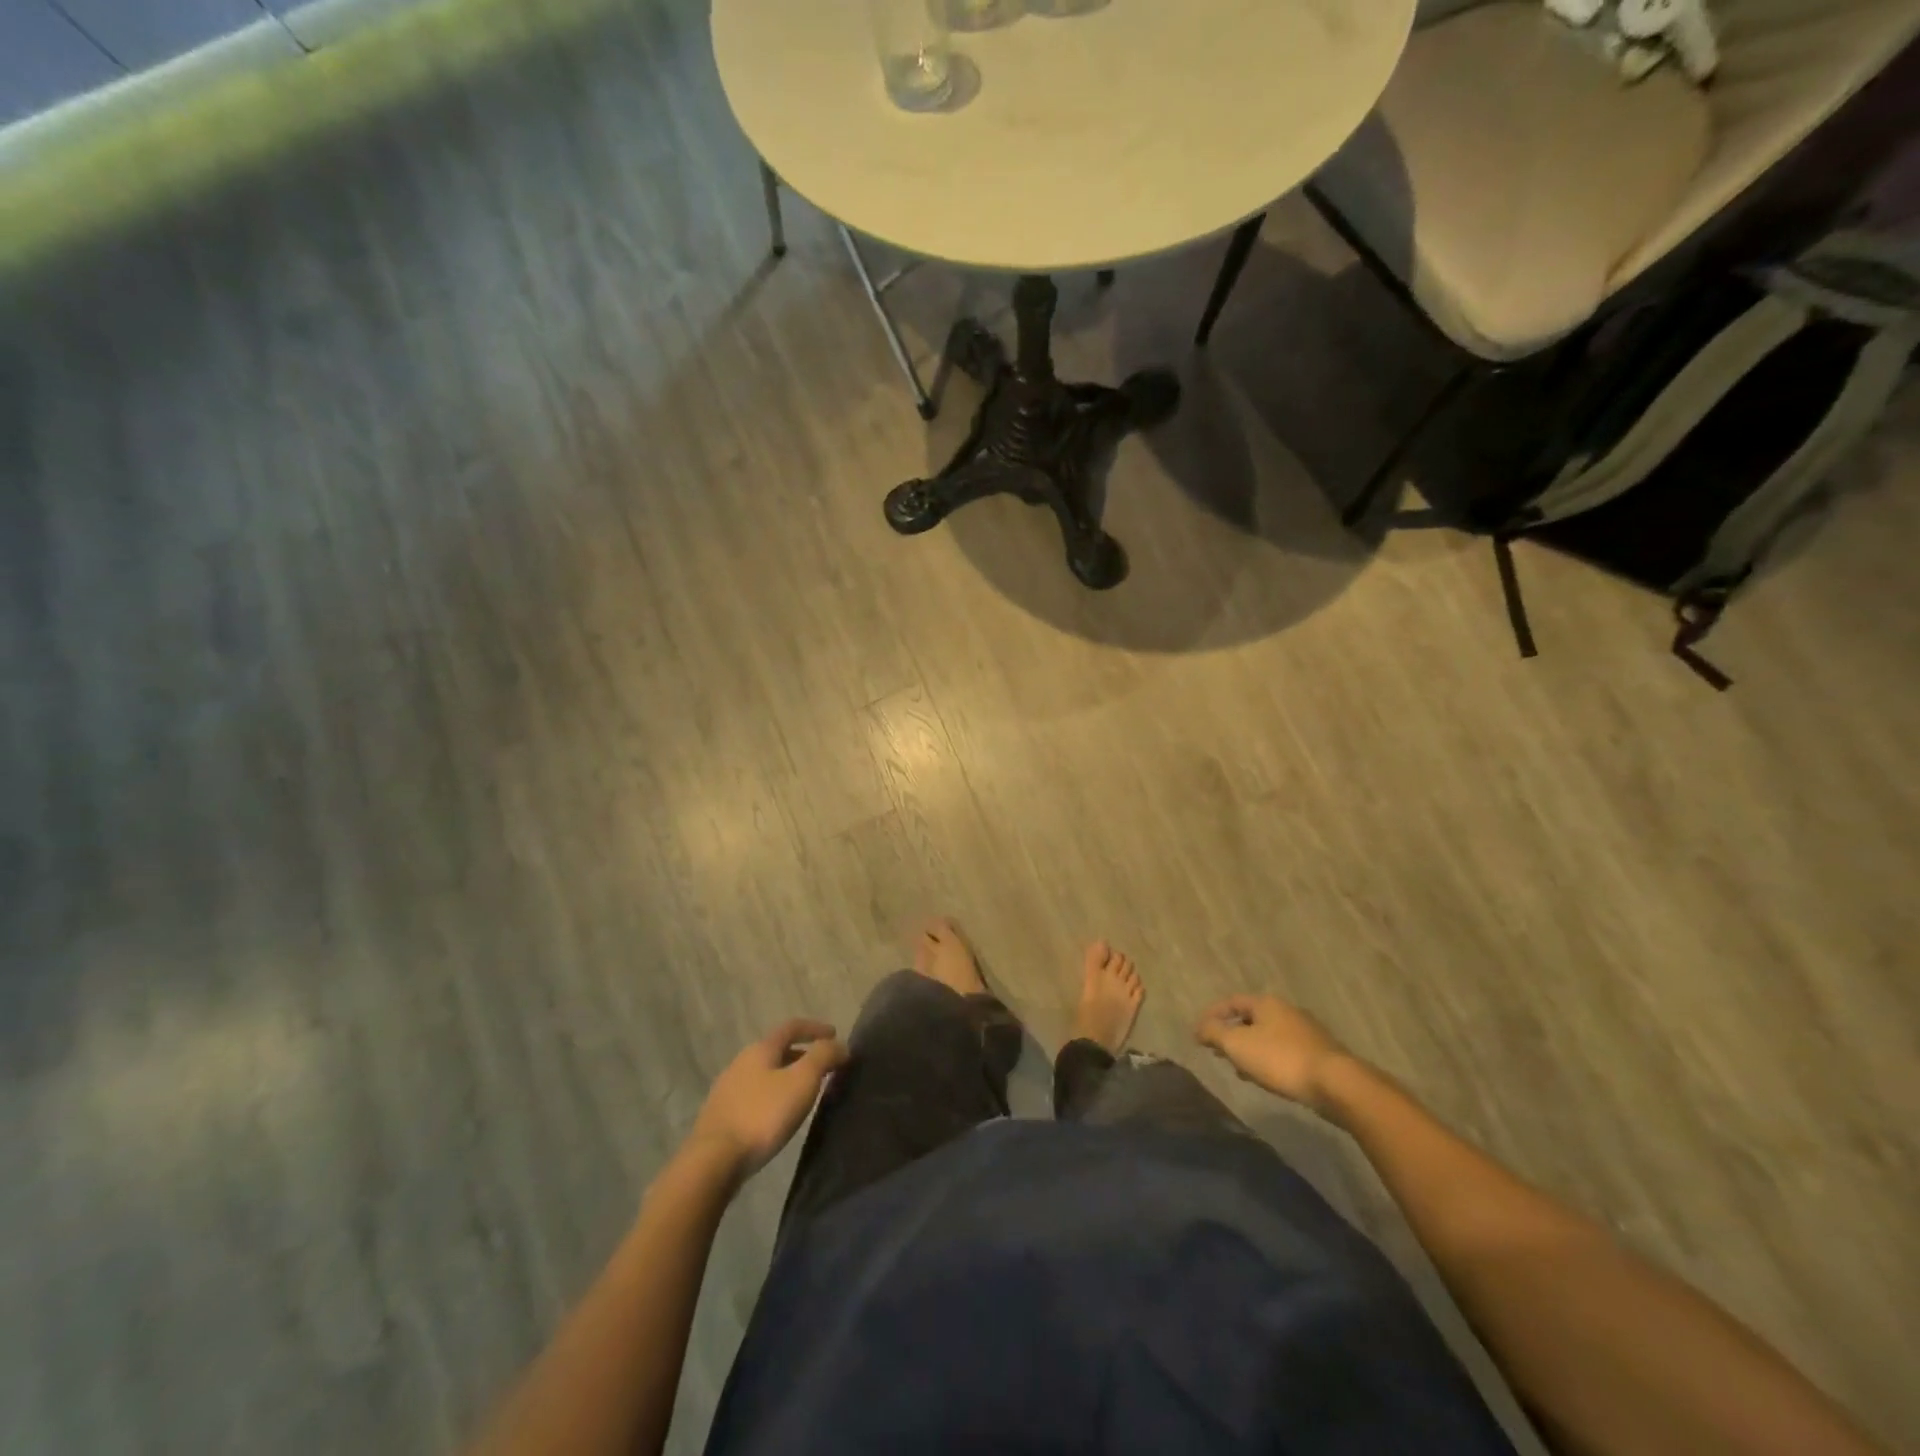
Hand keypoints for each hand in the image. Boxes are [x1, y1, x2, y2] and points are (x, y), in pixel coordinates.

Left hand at [689, 1019, 848, 1179]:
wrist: (713, 1161)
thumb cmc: (763, 1115)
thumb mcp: (802, 1081)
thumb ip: (823, 1057)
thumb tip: (840, 1045)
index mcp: (760, 1049)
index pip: (791, 1027)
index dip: (815, 1028)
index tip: (835, 1035)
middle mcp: (741, 1063)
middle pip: (776, 1050)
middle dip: (802, 1054)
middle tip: (823, 1068)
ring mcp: (727, 1090)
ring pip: (764, 1074)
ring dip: (787, 1076)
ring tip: (804, 1093)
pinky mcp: (721, 1116)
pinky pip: (754, 1095)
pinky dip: (773, 1096)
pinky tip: (778, 1116)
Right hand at [1195, 994, 1349, 1109]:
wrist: (1336, 1084)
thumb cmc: (1280, 1059)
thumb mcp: (1238, 1045)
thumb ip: (1214, 1033)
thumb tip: (1199, 1027)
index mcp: (1266, 1003)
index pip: (1231, 1002)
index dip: (1212, 1015)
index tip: (1198, 1034)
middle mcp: (1286, 1010)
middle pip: (1250, 1018)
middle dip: (1231, 1034)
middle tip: (1218, 1051)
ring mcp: (1305, 1031)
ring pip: (1267, 1036)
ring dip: (1250, 1049)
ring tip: (1239, 1069)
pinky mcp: (1318, 1053)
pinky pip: (1283, 1051)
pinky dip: (1268, 1060)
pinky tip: (1266, 1078)